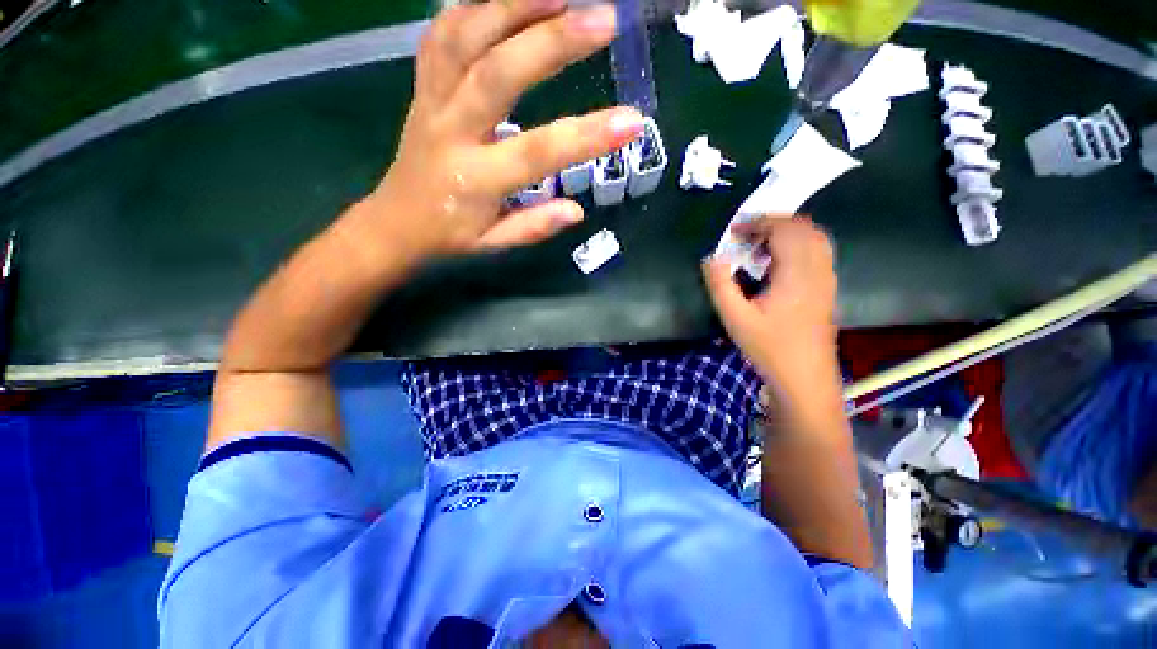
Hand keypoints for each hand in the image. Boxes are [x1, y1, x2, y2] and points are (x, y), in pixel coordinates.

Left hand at [364, 0, 644, 258]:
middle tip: (603, 18)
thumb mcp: (494, 244)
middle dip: (551, 41)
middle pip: (497, 74)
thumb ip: (534, 226)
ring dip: (512, 3)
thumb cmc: (451, 235)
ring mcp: (431, 100)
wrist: (396, 220)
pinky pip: (442, 32)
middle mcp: (451, 131)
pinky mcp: (421, 85)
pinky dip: (474, 5)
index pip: (537, 154)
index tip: (631, 121)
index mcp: (477, 180)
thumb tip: (577, 211)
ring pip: (463, 37)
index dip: (586, 137)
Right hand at [702, 217, 837, 385]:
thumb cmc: (769, 348)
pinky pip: (817, 252)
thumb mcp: (735, 318)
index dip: (758, 223)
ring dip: (787, 233)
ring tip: (759, 246)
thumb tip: (711, 257)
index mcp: (797, 273)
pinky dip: (797, 245)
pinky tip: (777, 263)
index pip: (784, 230)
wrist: (804, 377)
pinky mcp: (827, 288)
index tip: (733, 231)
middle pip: (803, 228)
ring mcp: (827, 279)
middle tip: (745, 236)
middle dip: (772, 223)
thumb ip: (720, 285)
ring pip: (814, 238)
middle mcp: (818, 270)